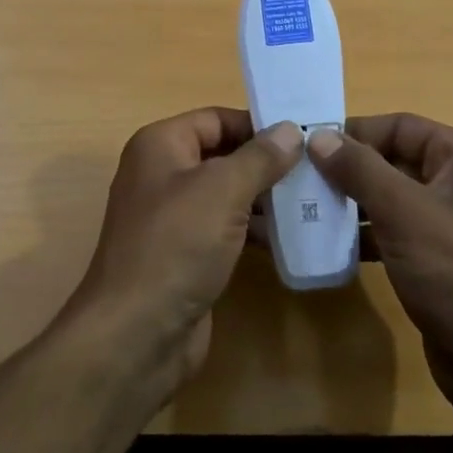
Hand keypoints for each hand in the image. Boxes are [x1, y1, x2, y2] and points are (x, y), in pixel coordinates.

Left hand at [67, 108, 300, 395]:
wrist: (136, 334)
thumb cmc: (176, 245)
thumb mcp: (223, 190)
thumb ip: (260, 157)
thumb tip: (290, 129)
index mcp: (160, 145)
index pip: (216, 119)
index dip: (257, 124)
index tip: (304, 135)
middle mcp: (162, 174)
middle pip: (222, 154)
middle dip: (266, 162)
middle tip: (315, 168)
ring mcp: (172, 217)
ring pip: (226, 193)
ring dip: (265, 197)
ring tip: (312, 201)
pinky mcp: (184, 254)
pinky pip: (224, 228)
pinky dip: (253, 229)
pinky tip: (288, 236)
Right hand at [308, 115, 452, 436]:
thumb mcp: (405, 214)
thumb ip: (360, 170)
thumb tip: (318, 136)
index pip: (400, 126)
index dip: (354, 133)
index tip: (306, 147)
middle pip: (395, 159)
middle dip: (348, 169)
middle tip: (300, 180)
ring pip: (392, 197)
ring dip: (353, 203)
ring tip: (306, 210)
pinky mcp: (441, 257)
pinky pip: (397, 230)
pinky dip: (367, 234)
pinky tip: (331, 245)